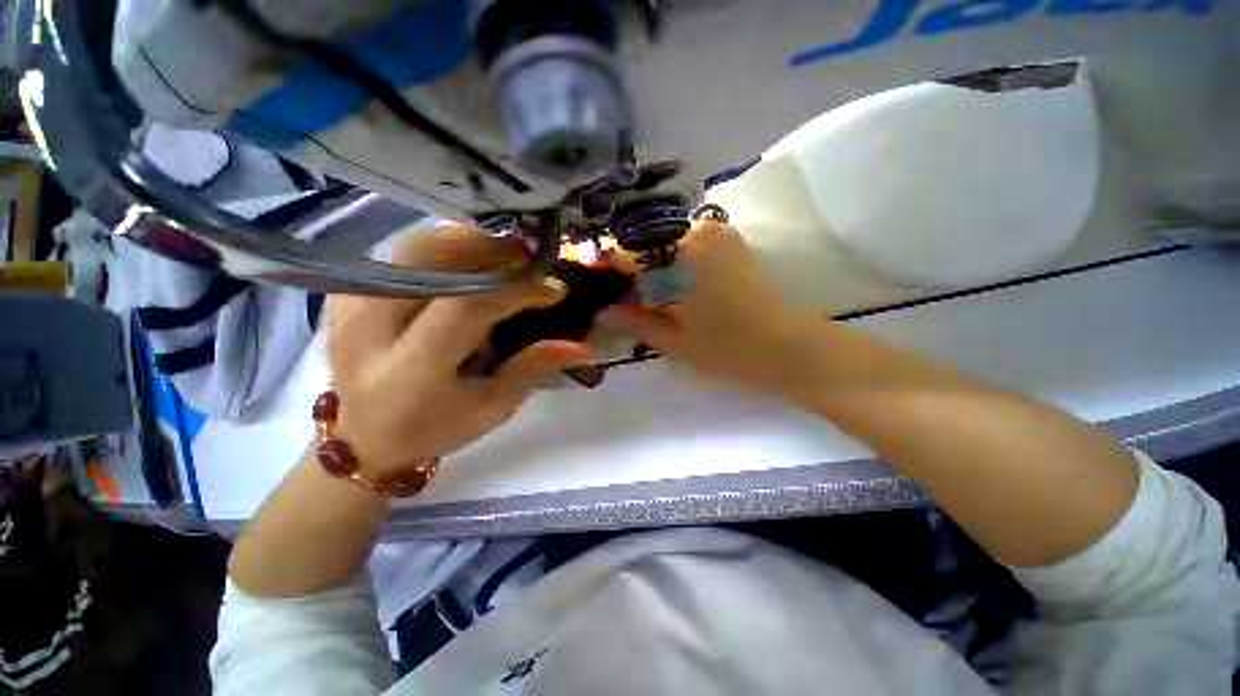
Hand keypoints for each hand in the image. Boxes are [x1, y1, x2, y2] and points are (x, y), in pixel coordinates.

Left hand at [327, 227, 594, 475]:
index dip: (518, 289)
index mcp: (411, 369)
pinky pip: (398, 253)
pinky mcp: (345, 296)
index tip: (553, 289)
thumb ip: (533, 368)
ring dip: (467, 243)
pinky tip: (467, 263)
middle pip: (431, 258)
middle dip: (490, 250)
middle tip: (529, 262)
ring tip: (504, 257)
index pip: (468, 305)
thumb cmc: (436, 429)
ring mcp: (350, 307)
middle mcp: (371, 329)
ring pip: (413, 246)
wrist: (365, 440)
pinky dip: (440, 248)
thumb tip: (580, 345)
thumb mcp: (493, 407)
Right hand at [602, 221, 835, 403]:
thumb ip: (635, 323)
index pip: (624, 250)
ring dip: (647, 261)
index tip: (594, 283)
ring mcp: (715, 233)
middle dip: (626, 265)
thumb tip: (603, 312)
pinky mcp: (729, 242)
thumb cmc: (729, 350)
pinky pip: (685, 241)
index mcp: (677, 257)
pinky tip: (666, 281)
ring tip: (639, 290)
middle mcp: (694, 234)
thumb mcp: (674, 342)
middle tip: (617, 293)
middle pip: (643, 241)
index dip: (605, 266)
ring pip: (663, 240)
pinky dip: (669, 257)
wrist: (789, 347)